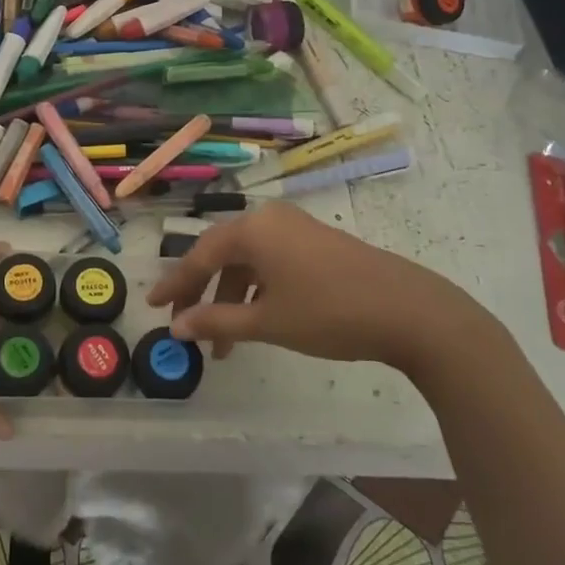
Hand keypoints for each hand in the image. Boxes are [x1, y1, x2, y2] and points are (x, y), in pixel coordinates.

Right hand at [144, 201, 488, 377]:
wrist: (410, 311)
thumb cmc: (329, 313)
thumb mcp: (267, 321)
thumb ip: (216, 321)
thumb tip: (176, 327)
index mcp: (252, 229)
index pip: (200, 255)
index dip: (175, 284)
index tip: (153, 307)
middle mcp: (270, 219)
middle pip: (222, 255)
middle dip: (202, 294)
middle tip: (184, 326)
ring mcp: (296, 229)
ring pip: (248, 262)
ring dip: (231, 299)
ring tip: (223, 345)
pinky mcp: (317, 243)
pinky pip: (271, 262)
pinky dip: (256, 291)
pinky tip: (255, 321)